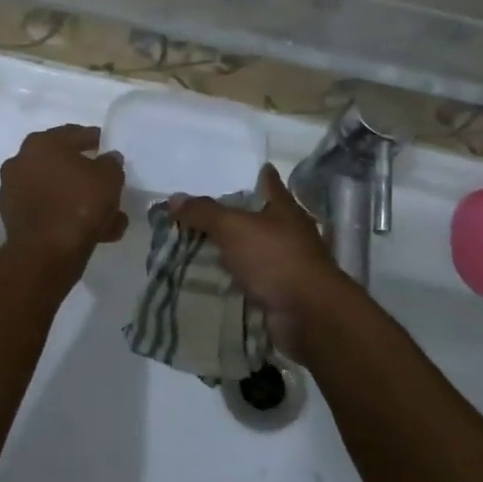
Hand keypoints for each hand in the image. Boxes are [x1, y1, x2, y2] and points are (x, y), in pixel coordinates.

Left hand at [0, 124, 127, 266]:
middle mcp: (21, 162)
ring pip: (57, 191)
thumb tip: (108, 158)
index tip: (108, 147)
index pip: (75, 134)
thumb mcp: (109, 178)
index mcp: (42, 143)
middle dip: (85, 174)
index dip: (95, 140)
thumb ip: (111, 163)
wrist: (45, 253)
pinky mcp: (14, 219)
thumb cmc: (79, 204)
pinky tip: (94, 232)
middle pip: (62, 164)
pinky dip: (67, 217)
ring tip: (108, 216)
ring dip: (79, 199)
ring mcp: (14, 191)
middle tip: (106, 182)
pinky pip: (49, 211)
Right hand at [169, 164, 347, 360]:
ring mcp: (289, 265)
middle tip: (210, 214)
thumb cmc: (275, 258)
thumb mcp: (233, 228)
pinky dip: (239, 280)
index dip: (262, 176)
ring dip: (238, 251)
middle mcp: (291, 233)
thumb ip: (204, 213)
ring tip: (206, 248)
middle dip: (241, 216)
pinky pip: (255, 281)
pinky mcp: (283, 293)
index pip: (271, 184)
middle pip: (263, 218)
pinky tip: (219, 281)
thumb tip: (173, 199)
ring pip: (258, 251)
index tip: (256, 168)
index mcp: (285, 209)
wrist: (308, 314)